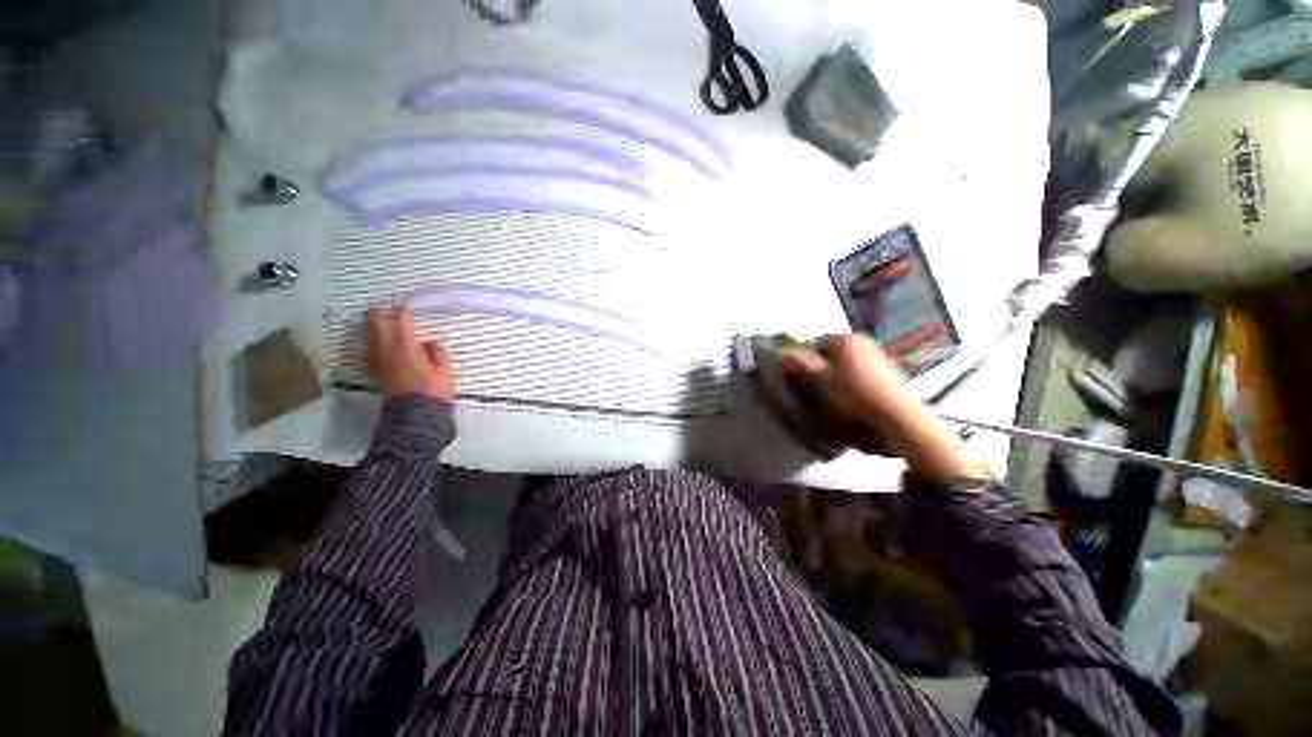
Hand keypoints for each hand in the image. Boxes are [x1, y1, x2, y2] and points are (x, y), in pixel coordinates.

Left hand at [367, 303, 455, 400]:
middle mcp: (388, 349)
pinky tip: (376, 343)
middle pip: (378, 324)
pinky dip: (373, 342)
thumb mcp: (445, 369)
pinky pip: (370, 350)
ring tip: (378, 320)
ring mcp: (379, 360)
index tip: (405, 303)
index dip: (403, 309)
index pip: (401, 320)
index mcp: (406, 345)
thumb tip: (430, 342)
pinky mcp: (376, 371)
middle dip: (381, 313)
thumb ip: (437, 351)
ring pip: (371, 336)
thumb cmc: (434, 390)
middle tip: (385, 306)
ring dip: (374, 326)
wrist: (417, 413)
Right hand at [780, 335, 987, 483]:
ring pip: (849, 364)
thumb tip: (783, 352)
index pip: (817, 342)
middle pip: (834, 353)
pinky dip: (855, 383)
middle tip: (816, 388)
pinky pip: (864, 374)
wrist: (898, 417)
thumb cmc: (854, 394)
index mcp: (846, 339)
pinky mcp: (891, 373)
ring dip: (839, 376)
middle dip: (823, 367)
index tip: (801, 376)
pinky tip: (854, 400)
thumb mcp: (820, 379)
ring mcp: (881, 357)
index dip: (806, 358)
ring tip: (835, 397)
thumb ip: (801, 364)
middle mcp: (865, 342)